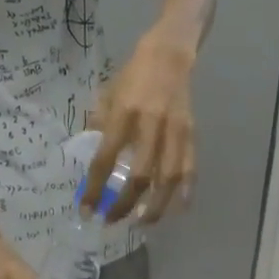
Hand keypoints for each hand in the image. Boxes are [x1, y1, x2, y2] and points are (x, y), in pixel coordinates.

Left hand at [87, 39, 195, 224]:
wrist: (170, 54)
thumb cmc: (133, 75)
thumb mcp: (107, 94)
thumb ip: (98, 125)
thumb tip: (89, 158)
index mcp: (124, 114)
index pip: (106, 159)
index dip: (95, 188)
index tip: (87, 210)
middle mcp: (151, 125)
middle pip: (140, 176)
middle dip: (125, 204)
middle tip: (112, 221)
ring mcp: (174, 131)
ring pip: (168, 179)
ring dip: (156, 206)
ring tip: (143, 223)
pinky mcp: (191, 134)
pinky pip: (190, 168)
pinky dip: (185, 191)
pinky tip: (179, 209)